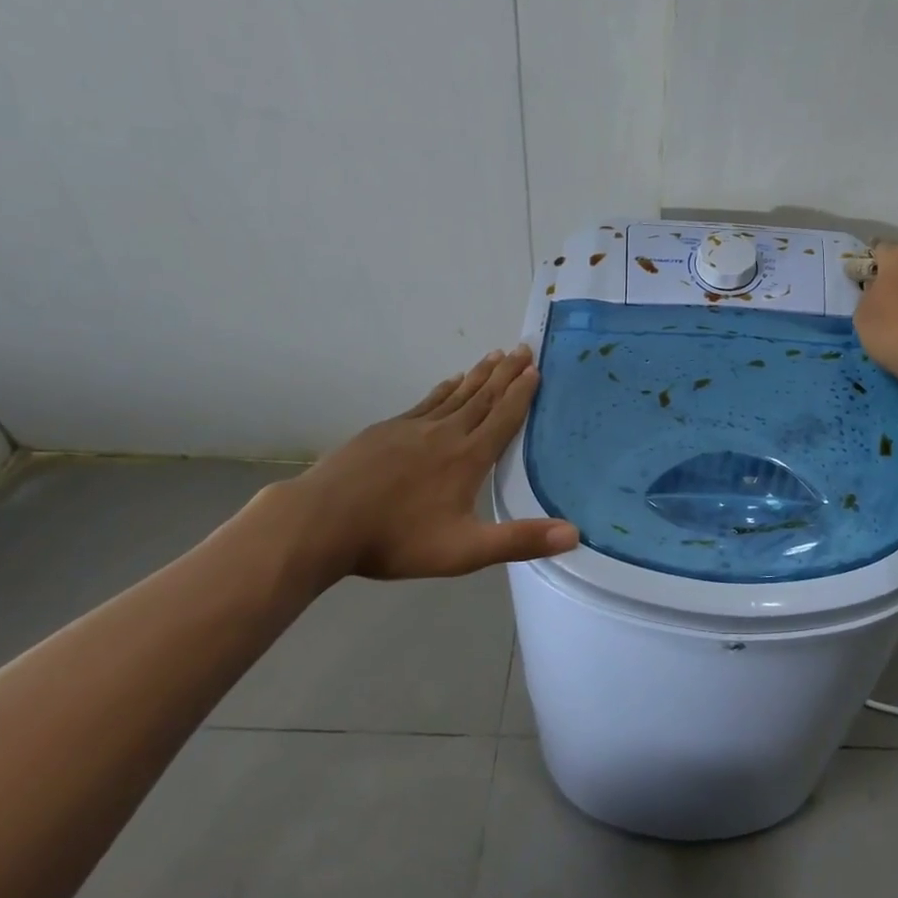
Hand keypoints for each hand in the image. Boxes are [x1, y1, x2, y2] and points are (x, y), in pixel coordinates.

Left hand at [256, 346, 578, 587]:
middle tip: (523, 347)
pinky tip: (449, 381)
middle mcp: (446, 433)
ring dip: (479, 374)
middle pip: (483, 396)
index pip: (503, 417)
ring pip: (455, 393)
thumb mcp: (464, 550)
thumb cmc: (397, 538)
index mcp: (468, 457)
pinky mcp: (387, 430)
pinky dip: (444, 388)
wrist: (323, 521)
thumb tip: (575, 535)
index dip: (522, 393)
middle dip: (506, 372)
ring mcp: (413, 428)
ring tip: (495, 354)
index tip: (536, 368)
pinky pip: (427, 401)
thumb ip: (519, 540)